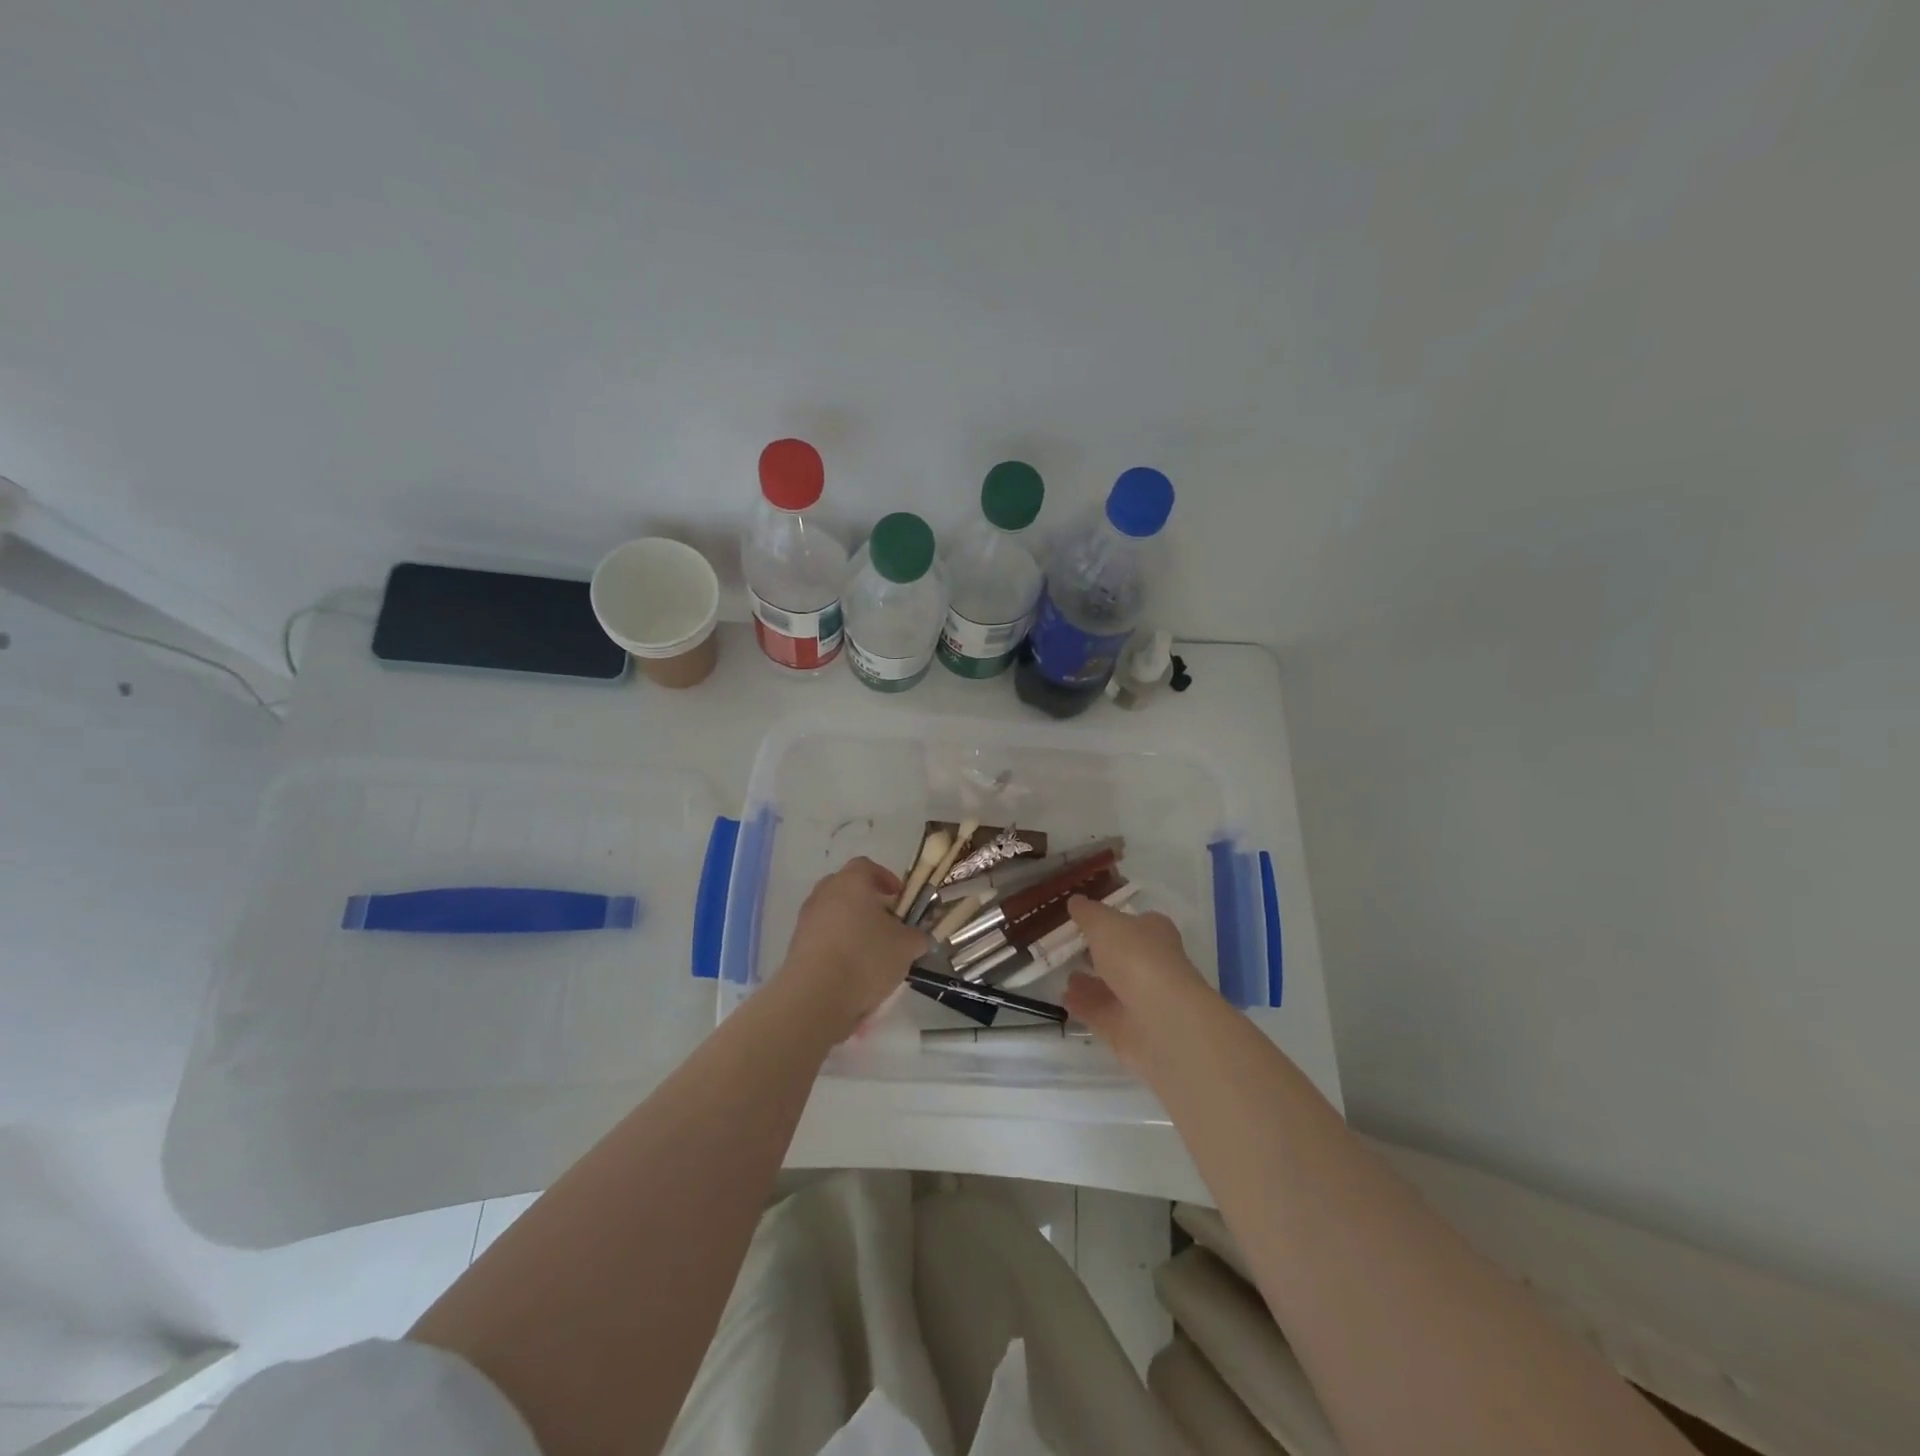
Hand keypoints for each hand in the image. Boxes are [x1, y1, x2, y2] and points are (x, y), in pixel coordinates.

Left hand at [778, 857, 929, 1035]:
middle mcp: (824, 893)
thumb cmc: (866, 958)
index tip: (899, 898)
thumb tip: (917, 937)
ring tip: (870, 952)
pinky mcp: (796, 946)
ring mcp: (806, 919)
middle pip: (847, 888)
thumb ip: (917, 936)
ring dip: (851, 926)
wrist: (815, 996)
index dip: (886, 879)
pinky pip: (822, 937)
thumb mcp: (906, 946)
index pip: (867, 866)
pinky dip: (837, 946)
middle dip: (867, 902)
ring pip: (833, 913)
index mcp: (851, 882)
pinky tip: (851, 970)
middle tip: (886, 922)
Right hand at [1062, 895, 1215, 1075]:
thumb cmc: (1135, 957)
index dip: (1111, 919)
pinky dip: (1082, 1005)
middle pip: (1121, 955)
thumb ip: (1088, 913)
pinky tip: (1062, 997)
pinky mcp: (1128, 1028)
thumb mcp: (1104, 923)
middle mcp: (1151, 964)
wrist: (1160, 1020)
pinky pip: (1100, 1012)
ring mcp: (1141, 999)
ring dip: (1088, 981)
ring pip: (1110, 986)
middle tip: (1067, 947)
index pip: (1134, 922)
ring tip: (1062, 973)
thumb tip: (1075, 901)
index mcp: (1154, 933)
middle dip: (1097, 952)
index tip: (1083, 919)